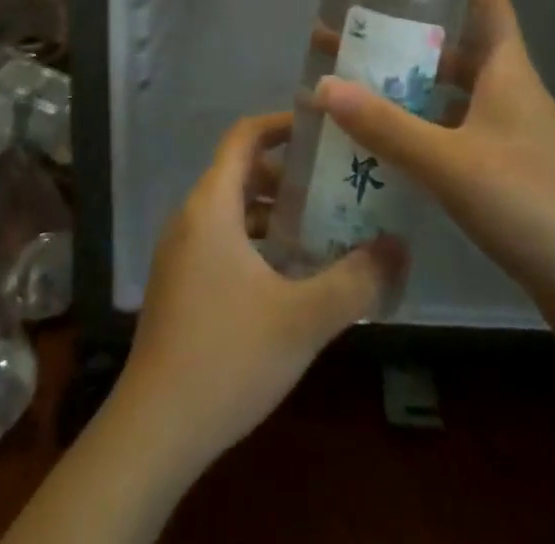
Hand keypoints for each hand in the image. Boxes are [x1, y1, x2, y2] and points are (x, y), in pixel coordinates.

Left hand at [112, 112, 405, 469]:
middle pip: (240, 171)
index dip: (282, 124)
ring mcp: (180, 252)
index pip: (244, 137)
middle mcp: (190, 217)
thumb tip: (399, 247)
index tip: (322, 129)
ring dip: (273, 211)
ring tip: (321, 228)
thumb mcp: (303, 318)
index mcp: (211, 205)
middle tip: (334, 185)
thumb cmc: (228, 357)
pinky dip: (255, 240)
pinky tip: (288, 276)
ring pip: (231, 210)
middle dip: (287, 174)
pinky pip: (221, 240)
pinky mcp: (178, 285)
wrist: (155, 430)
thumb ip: (356, 281)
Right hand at [314, 0, 554, 357]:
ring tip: (351, 84)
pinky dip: (419, 130)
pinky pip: (453, 135)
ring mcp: (510, 136)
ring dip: (407, 86)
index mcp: (508, 72)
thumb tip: (321, 84)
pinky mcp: (506, 175)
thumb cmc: (534, 207)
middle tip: (349, 33)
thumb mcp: (451, 163)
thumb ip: (386, 126)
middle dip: (405, 37)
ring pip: (451, 94)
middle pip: (456, 48)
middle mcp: (510, 94)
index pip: (489, 2)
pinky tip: (382, 144)